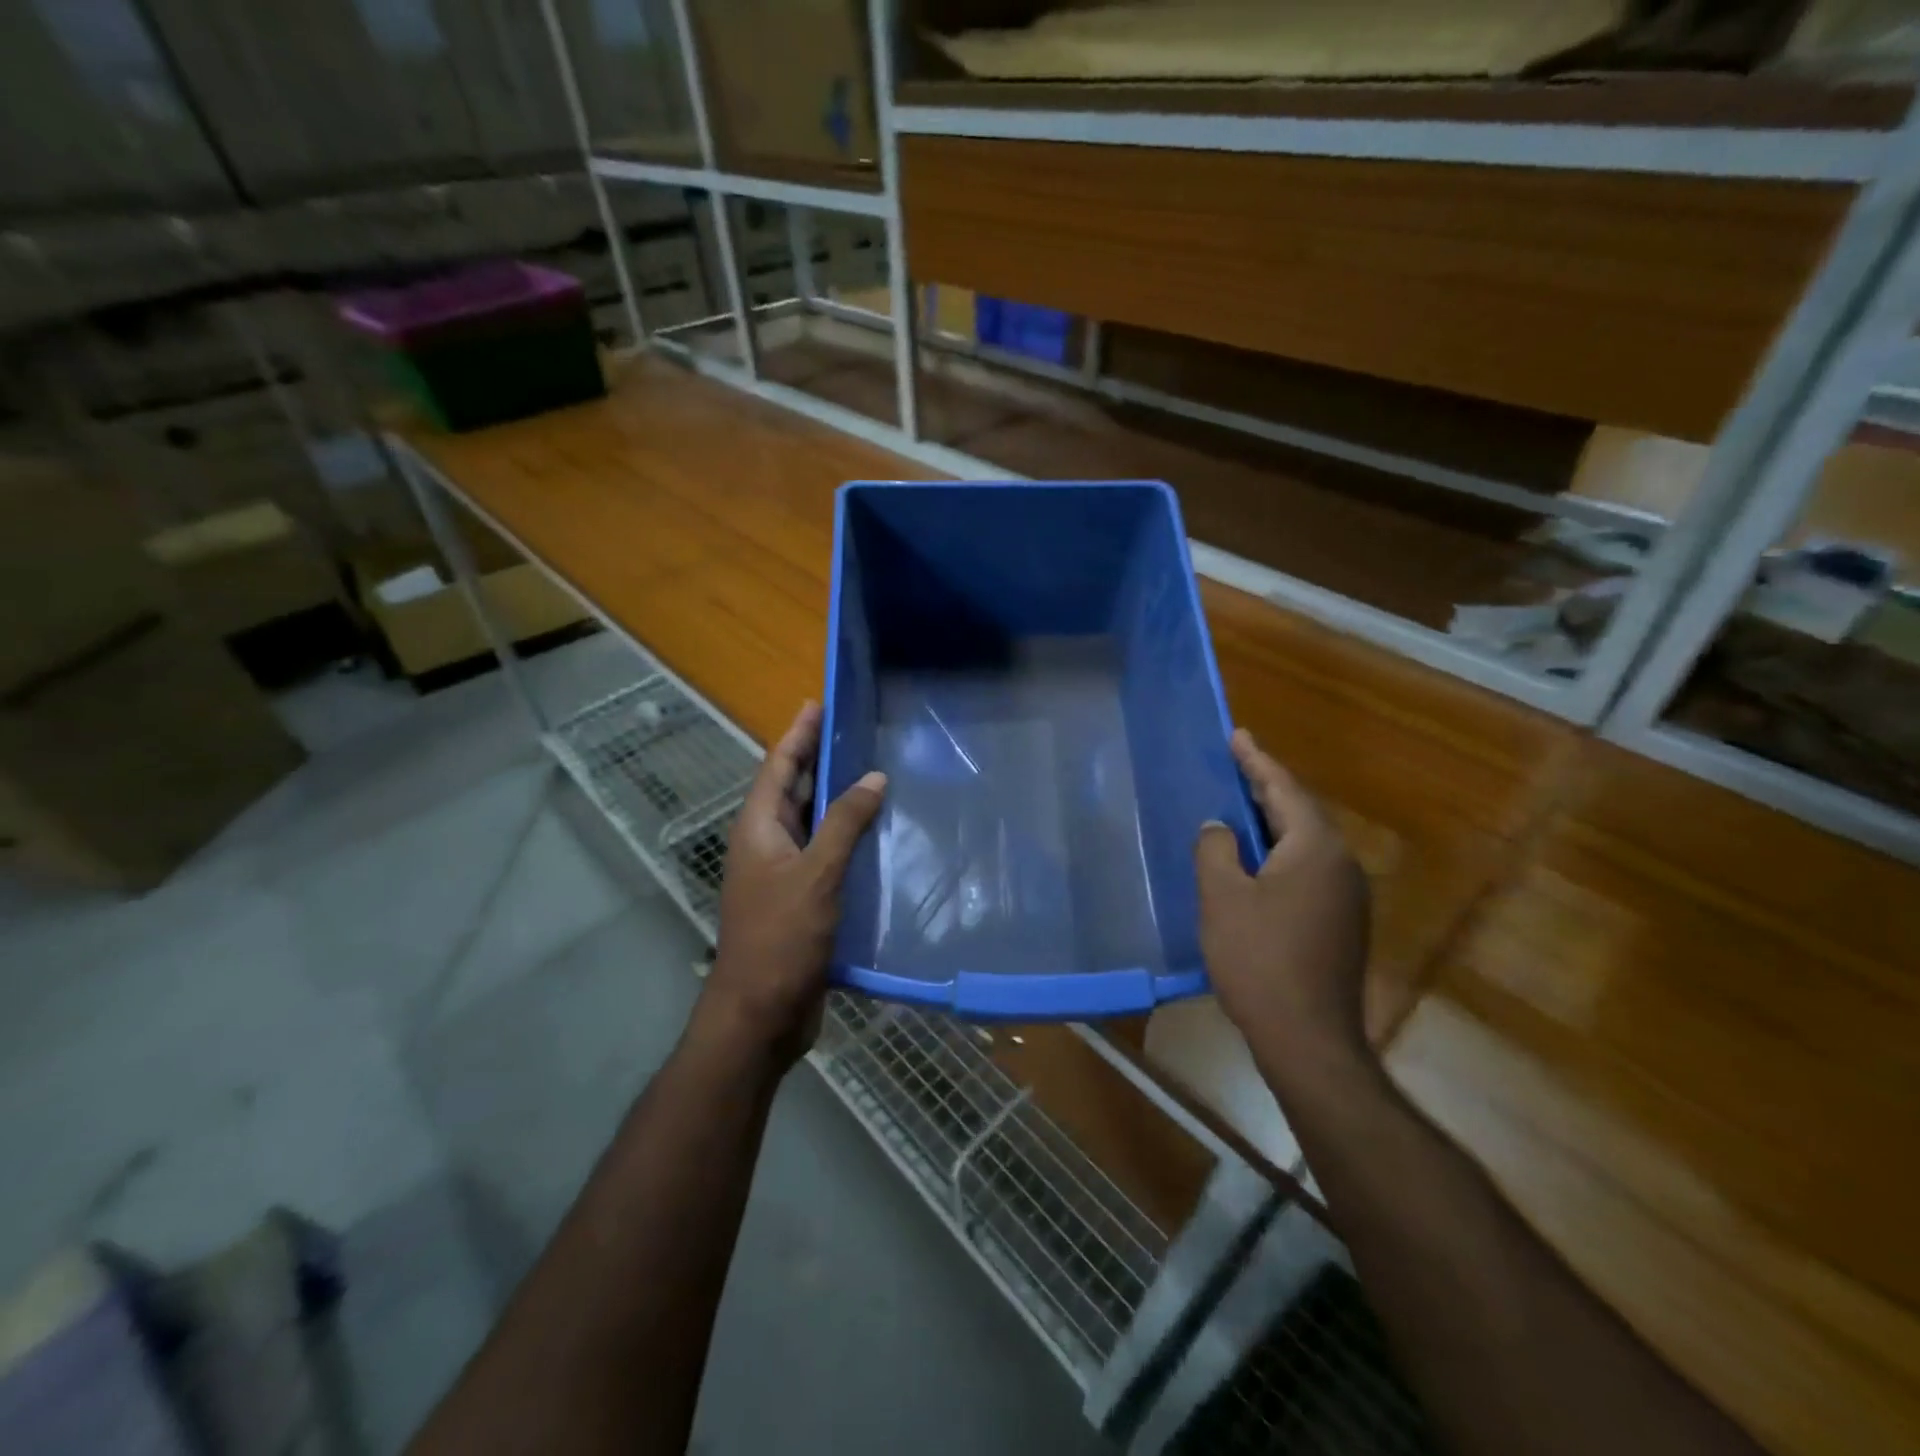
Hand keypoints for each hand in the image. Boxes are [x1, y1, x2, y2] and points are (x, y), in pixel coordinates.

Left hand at [697, 702, 885, 1065]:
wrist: (761, 1013)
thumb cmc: (781, 937)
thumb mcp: (816, 874)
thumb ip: (844, 823)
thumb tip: (873, 777)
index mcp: (758, 828)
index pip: (778, 766)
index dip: (798, 734)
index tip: (818, 703)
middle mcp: (766, 843)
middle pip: (792, 789)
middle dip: (817, 759)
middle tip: (853, 731)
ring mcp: (781, 873)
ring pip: (810, 822)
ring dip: (835, 798)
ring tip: (871, 773)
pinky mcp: (799, 898)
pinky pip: (823, 853)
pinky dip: (844, 837)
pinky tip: (875, 835)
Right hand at [1194, 729, 1371, 1089]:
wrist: (1309, 1039)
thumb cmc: (1260, 960)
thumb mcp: (1223, 898)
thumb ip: (1216, 850)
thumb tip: (1219, 827)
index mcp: (1315, 848)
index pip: (1284, 789)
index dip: (1256, 760)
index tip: (1236, 735)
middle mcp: (1341, 864)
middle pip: (1299, 812)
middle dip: (1265, 787)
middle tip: (1234, 765)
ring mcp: (1347, 896)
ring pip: (1304, 843)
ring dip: (1272, 822)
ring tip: (1239, 807)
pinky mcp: (1342, 923)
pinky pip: (1307, 869)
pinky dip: (1279, 853)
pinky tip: (1255, 862)